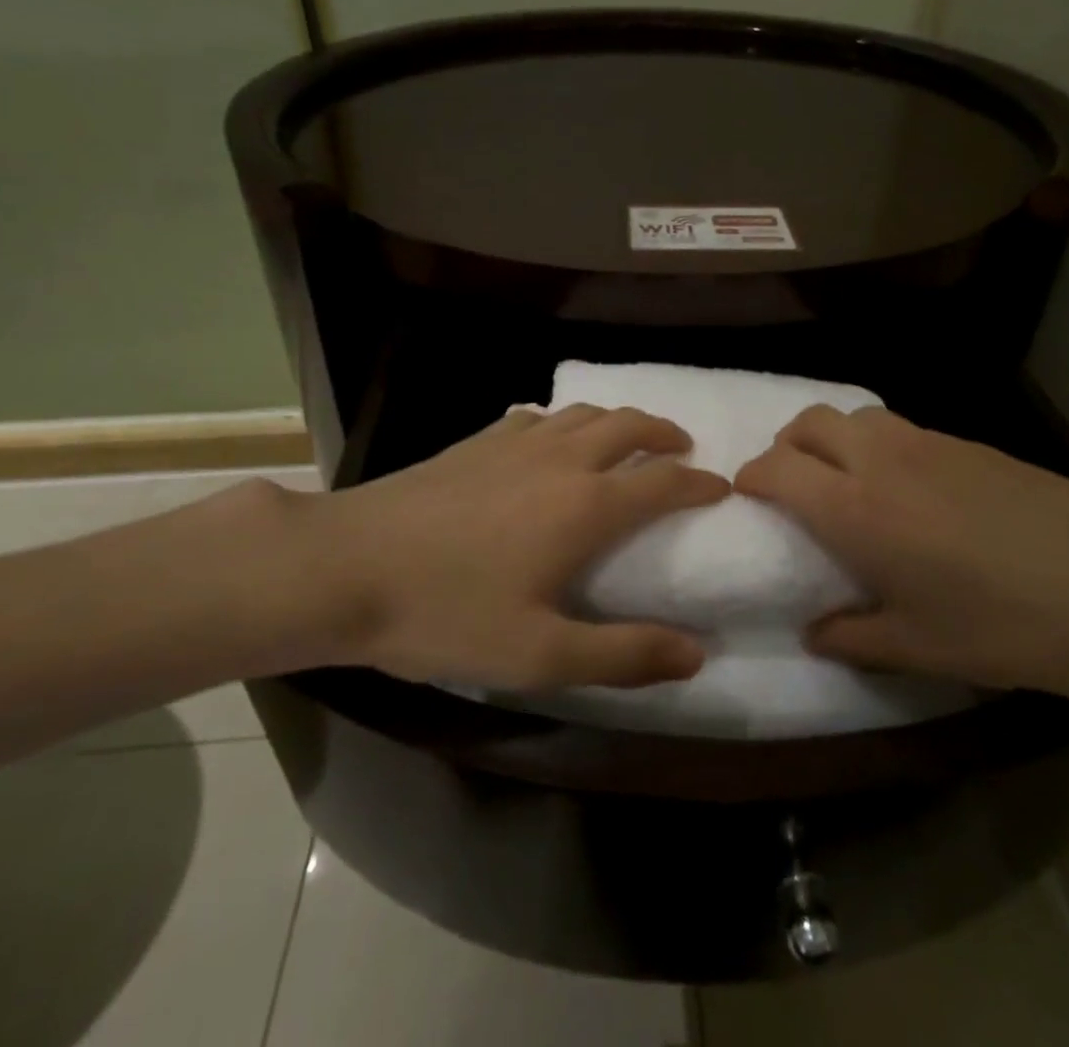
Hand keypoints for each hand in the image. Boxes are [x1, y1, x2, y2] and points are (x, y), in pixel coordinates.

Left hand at [267, 406, 728, 690]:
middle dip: (664, 432)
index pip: (664, 481)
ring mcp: (515, 442)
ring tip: (627, 439)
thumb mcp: (540, 655)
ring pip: (584, 413)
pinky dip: (562, 423)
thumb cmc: (447, 614)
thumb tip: (697, 652)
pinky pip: (537, 417)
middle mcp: (561, 460)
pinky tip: (549, 441)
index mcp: (586, 506)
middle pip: (629, 425)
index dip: (700, 483)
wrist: (346, 566)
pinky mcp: (477, 441)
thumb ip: (624, 654)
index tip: (722, 487)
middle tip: (682, 448)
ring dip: (618, 420)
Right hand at [734, 405, 1068, 715]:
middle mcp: (879, 460)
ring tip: (845, 478)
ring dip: (832, 437)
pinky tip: (906, 484)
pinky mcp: (967, 441)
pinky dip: (878, 442)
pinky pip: (900, 425)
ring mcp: (927, 442)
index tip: (747, 496)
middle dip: (785, 446)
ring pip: (855, 414)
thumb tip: (815, 634)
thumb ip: (852, 637)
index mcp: (853, 509)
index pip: (776, 468)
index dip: (752, 477)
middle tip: (791, 484)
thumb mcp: (917, 646)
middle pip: (809, 423)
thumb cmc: (1000, 625)